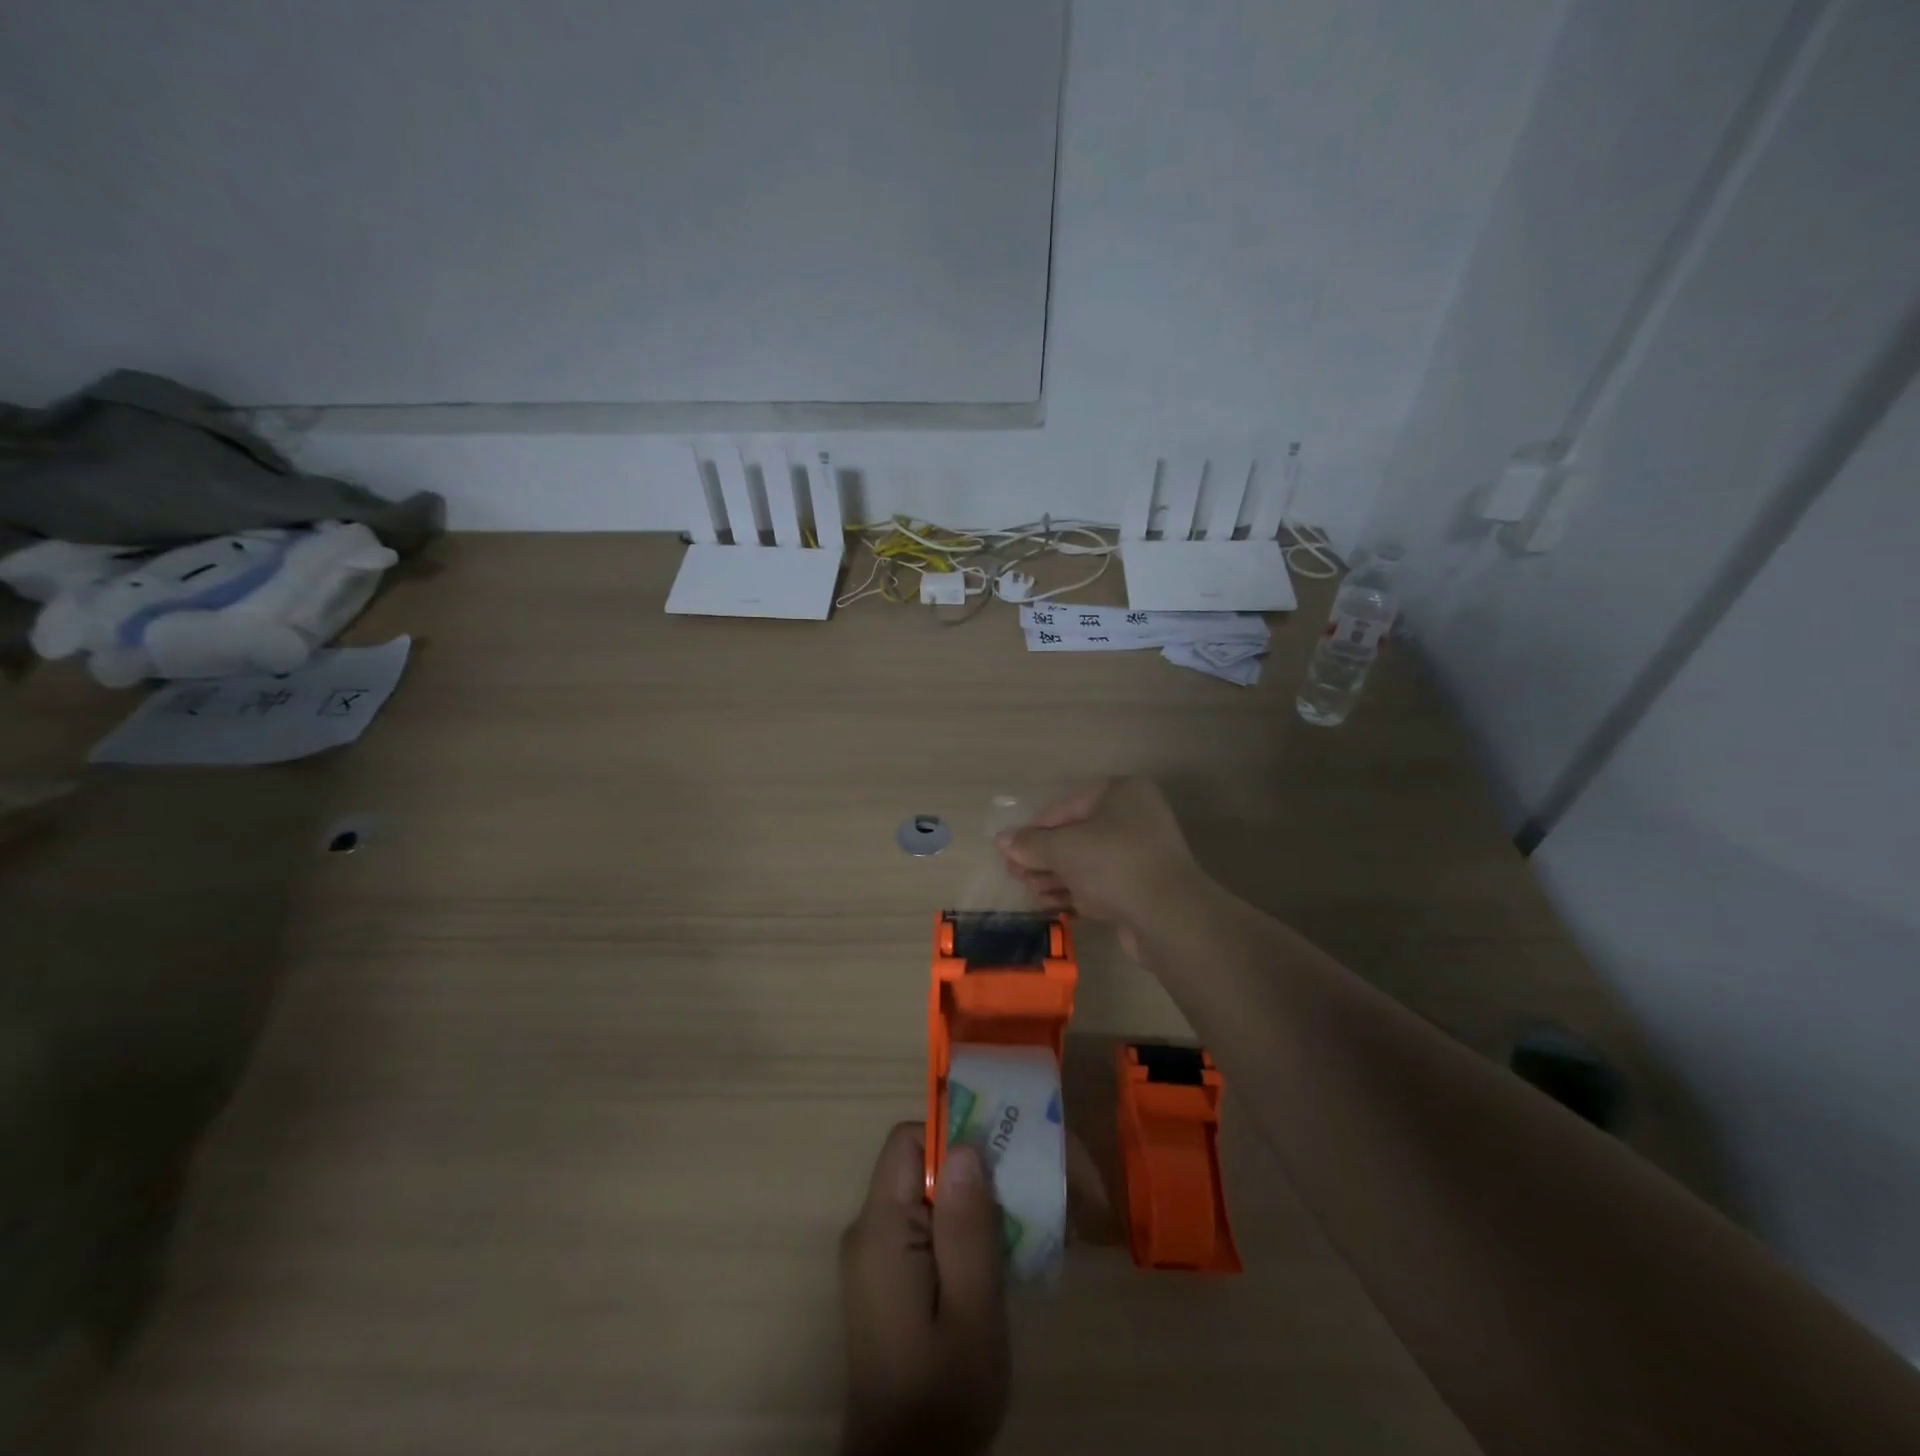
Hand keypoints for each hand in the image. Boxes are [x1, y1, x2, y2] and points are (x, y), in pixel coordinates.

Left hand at [839, 1123, 1008, 1455]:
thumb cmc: (943, 1394)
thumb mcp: (971, 1310)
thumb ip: (967, 1226)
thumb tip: (964, 1146)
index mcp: (880, 1229)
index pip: (907, 1142)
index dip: (952, 1137)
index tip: (999, 1160)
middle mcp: (868, 1231)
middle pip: (918, 1166)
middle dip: (970, 1173)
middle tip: (1020, 1197)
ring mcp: (874, 1256)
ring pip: (924, 1197)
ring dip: (969, 1206)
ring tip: (1015, 1231)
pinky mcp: (885, 1279)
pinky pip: (921, 1228)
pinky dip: (957, 1232)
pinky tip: (991, 1263)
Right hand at [996, 778, 1199, 954]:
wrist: (1168, 917)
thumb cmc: (1113, 863)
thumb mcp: (1063, 848)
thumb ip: (1031, 844)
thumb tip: (1002, 841)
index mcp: (1122, 794)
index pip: (1067, 806)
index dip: (1035, 829)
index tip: (1011, 850)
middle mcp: (1134, 818)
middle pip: (1076, 835)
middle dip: (1043, 856)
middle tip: (1015, 874)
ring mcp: (1140, 855)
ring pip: (1086, 862)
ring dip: (1054, 876)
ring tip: (1028, 890)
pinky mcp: (1141, 889)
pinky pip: (1100, 884)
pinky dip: (1075, 892)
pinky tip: (1050, 904)